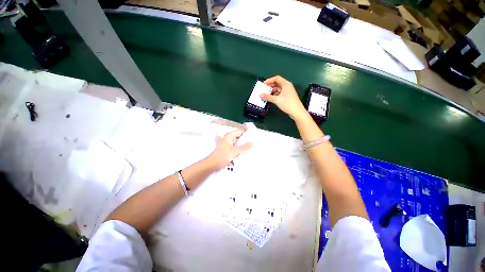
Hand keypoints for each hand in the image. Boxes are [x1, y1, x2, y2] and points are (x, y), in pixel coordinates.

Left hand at [206, 128, 252, 169]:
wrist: (212, 164)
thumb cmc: (222, 156)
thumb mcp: (235, 151)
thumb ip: (244, 147)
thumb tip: (253, 142)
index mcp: (230, 136)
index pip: (240, 131)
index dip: (247, 132)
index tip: (255, 135)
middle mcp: (229, 139)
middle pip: (240, 137)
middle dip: (247, 139)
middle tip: (256, 141)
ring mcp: (228, 144)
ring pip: (238, 143)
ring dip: (244, 145)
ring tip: (253, 146)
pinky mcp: (228, 150)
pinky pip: (236, 148)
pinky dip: (240, 149)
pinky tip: (246, 152)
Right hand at [260, 75, 308, 120]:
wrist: (297, 112)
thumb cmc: (287, 104)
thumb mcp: (276, 100)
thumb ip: (268, 97)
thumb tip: (260, 94)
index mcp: (285, 84)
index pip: (276, 78)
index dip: (269, 80)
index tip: (263, 85)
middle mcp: (287, 86)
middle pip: (277, 83)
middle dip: (270, 86)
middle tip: (263, 90)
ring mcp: (288, 92)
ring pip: (278, 89)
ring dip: (272, 91)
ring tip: (266, 95)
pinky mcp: (288, 97)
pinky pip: (280, 93)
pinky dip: (275, 95)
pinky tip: (271, 99)